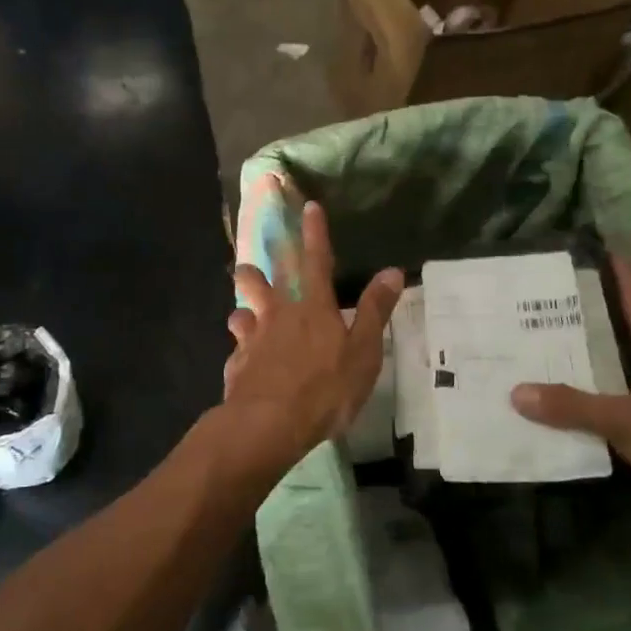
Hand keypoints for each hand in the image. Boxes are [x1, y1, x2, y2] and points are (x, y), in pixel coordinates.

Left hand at [223, 201, 402, 465]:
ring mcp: (253, 338)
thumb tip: (392, 271)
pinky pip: (237, 348)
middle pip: (265, 280)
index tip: (309, 207)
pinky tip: (242, 358)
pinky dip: (241, 348)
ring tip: (244, 309)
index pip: (316, 260)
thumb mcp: (363, 351)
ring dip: (244, 304)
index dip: (314, 233)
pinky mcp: (237, 364)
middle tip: (253, 256)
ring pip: (243, 309)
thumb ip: (374, 310)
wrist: (269, 423)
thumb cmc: (325, 388)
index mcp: (313, 306)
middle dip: (261, 264)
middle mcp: (279, 314)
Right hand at [510, 255, 630, 524]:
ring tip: (561, 347)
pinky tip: (583, 401)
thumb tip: (516, 392)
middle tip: (561, 301)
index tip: (606, 250)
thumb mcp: (623, 421)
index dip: (623, 276)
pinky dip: (607, 394)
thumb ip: (572, 407)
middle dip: (601, 316)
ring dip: (602, 357)